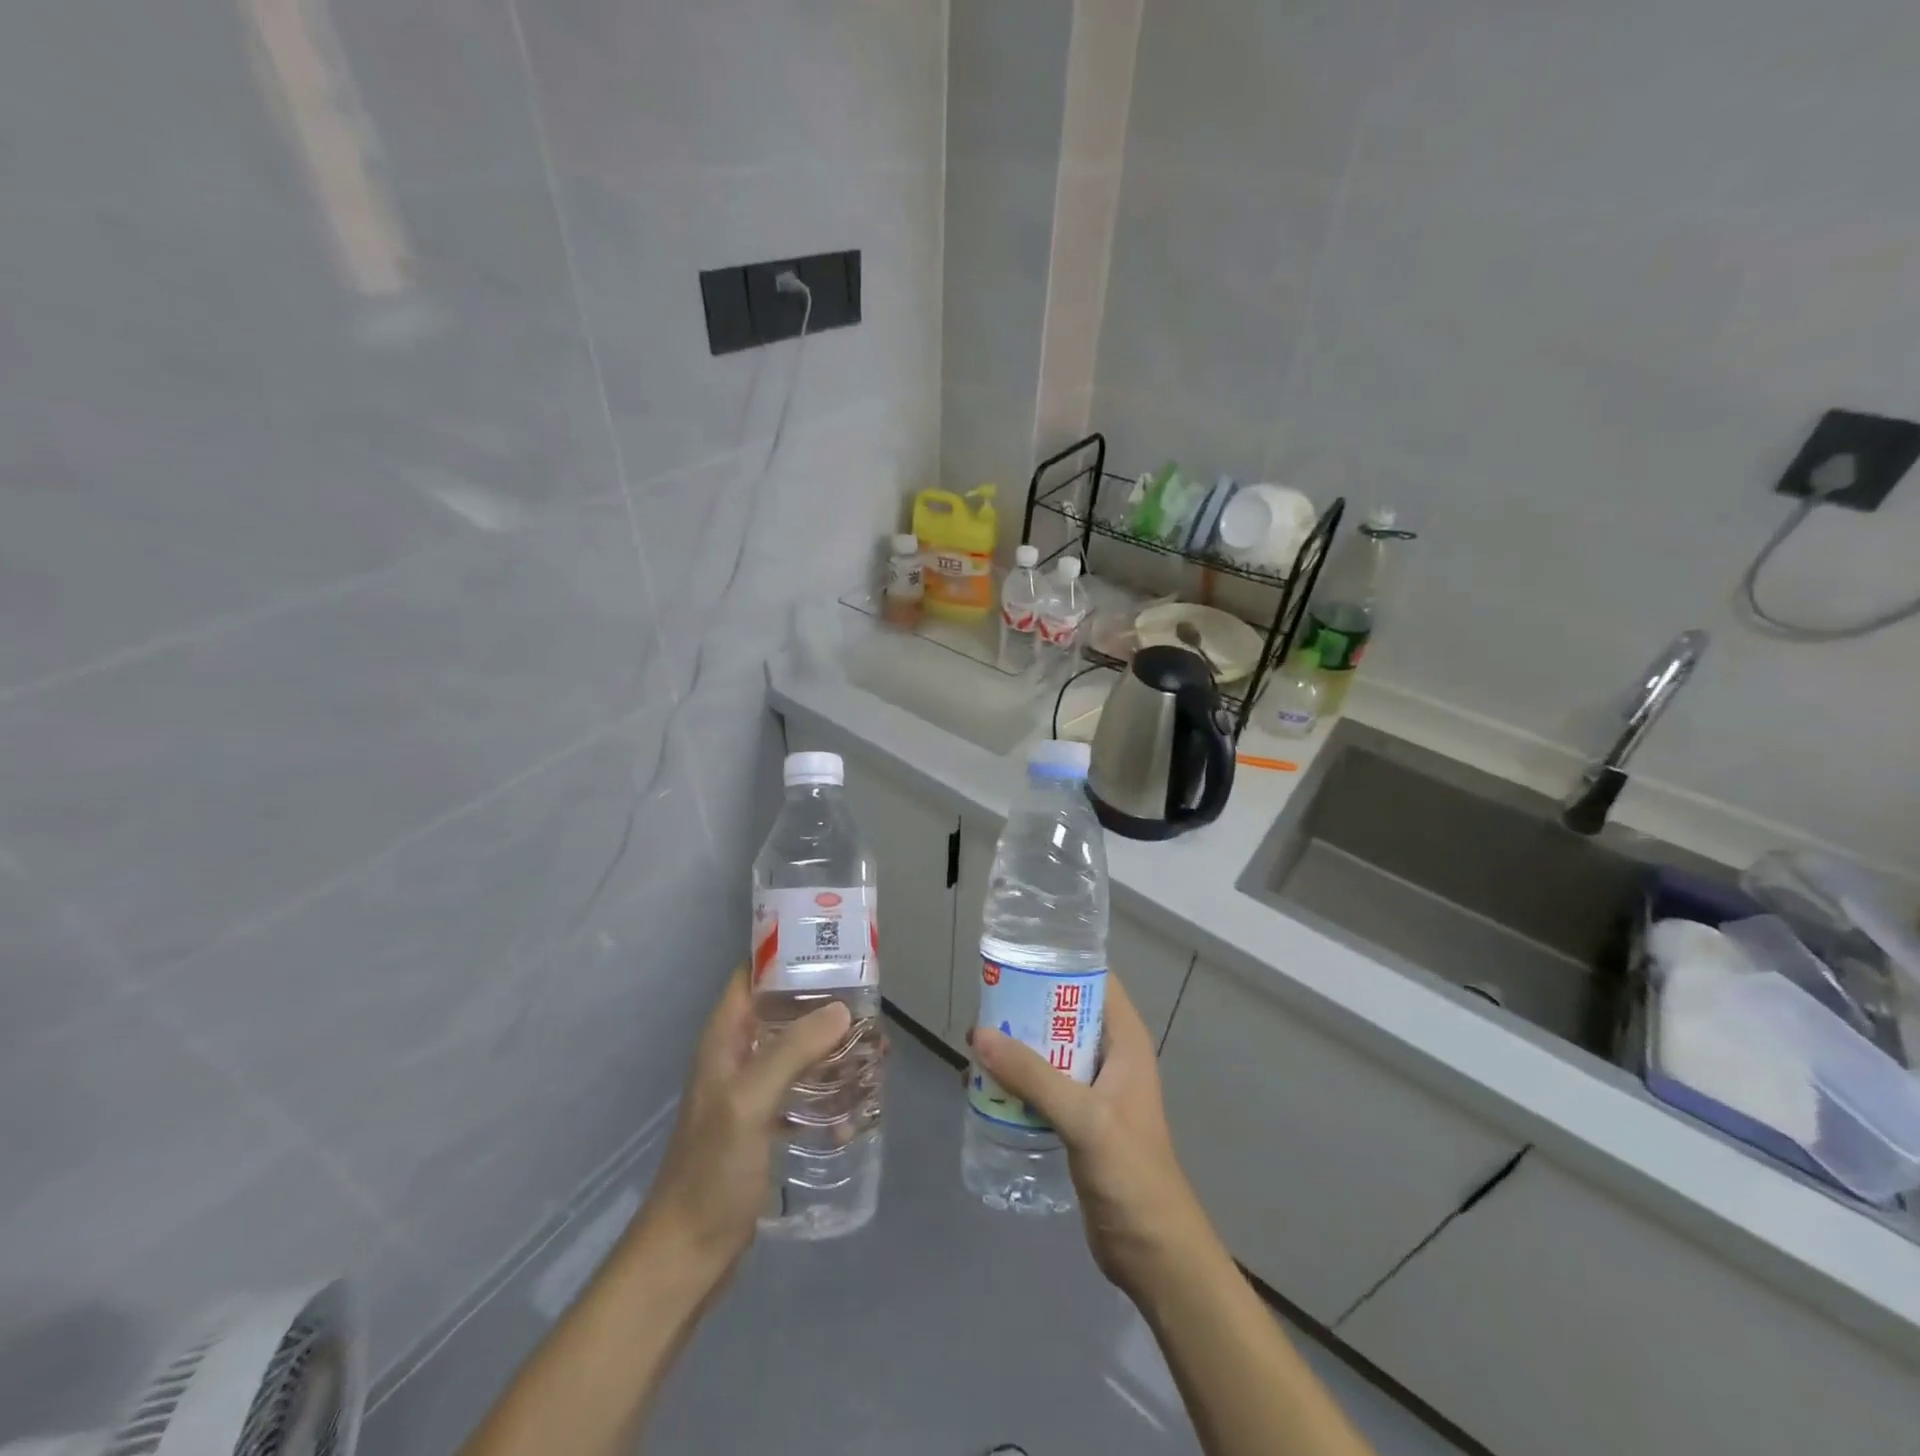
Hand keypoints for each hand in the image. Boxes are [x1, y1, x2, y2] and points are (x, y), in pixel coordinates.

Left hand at [635, 967, 851, 1276]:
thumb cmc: (711, 1171)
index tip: (832, 949)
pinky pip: (803, 1090)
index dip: (787, 955)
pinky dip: (829, 1088)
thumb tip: (843, 1009)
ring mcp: (752, 1091)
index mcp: (724, 1039)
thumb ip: (791, 1052)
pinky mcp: (765, 1123)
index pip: (752, 975)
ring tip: (875, 1048)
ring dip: (832, 1046)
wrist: (688, 1256)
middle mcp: (738, 1056)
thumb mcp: (749, 1103)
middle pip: (783, 1011)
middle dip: (824, 1004)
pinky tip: (860, 1102)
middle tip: (870, 1003)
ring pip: (798, 1050)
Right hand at [971, 975, 1209, 1292]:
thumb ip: (1033, 1076)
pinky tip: (983, 1088)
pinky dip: (1016, 1082)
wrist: (1153, 1253)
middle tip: (982, 1007)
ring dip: (1016, 1048)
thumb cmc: (1131, 1174)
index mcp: (1125, 1042)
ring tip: (974, 1046)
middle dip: (1026, 1008)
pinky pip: (1043, 1086)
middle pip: (1064, 1014)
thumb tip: (978, 1033)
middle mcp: (1110, 1057)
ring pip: (1049, 1051)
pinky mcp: (1078, 1121)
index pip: (1095, 981)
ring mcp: (1094, 1091)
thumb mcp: (1084, 1117)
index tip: (1015, 960)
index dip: (1059, 964)